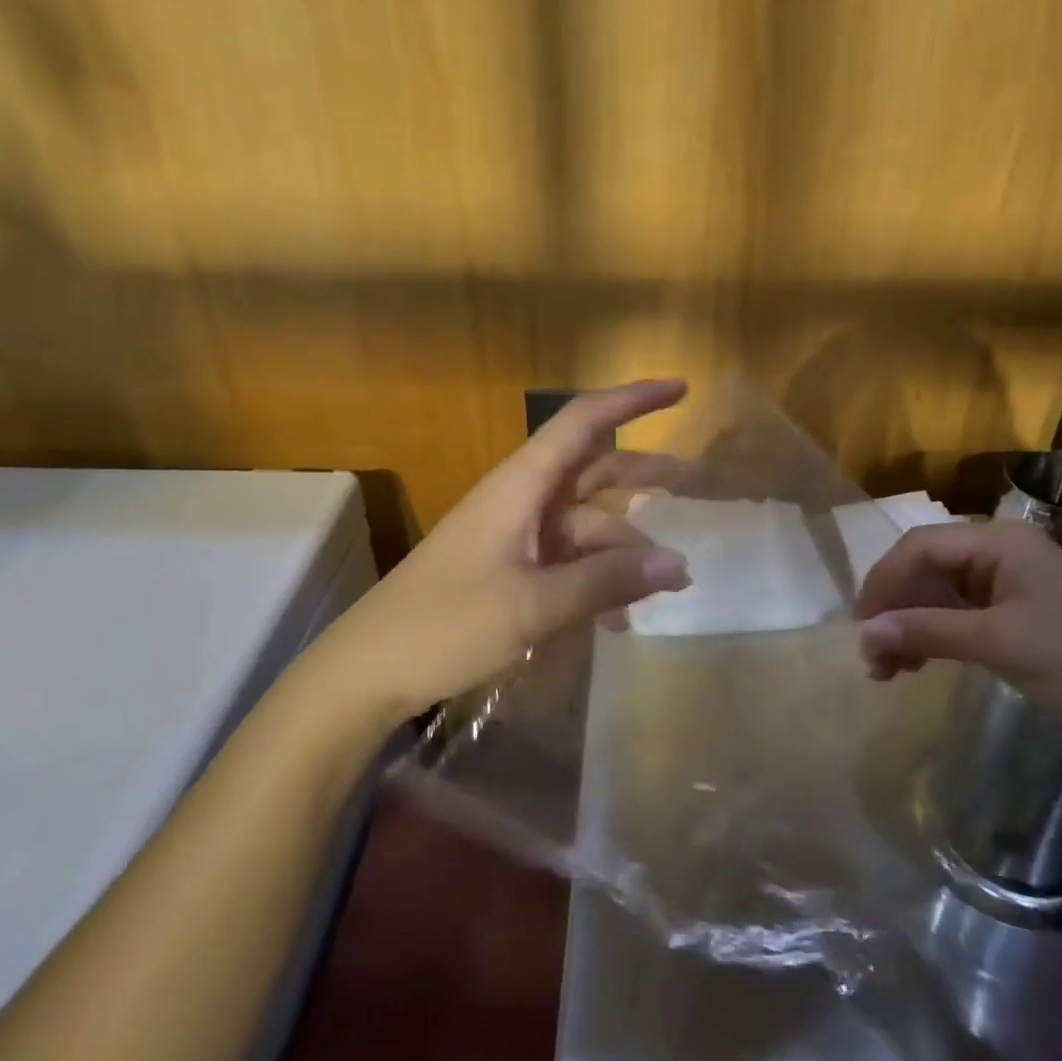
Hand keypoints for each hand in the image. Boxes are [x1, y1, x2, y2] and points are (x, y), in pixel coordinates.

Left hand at [320, 380, 692, 717]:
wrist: (367, 671)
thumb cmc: (446, 623)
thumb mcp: (534, 605)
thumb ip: (607, 582)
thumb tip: (680, 565)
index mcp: (522, 484)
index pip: (584, 422)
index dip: (632, 400)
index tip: (679, 389)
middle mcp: (523, 499)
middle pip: (593, 470)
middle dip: (643, 475)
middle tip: (693, 484)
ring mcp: (516, 534)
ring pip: (586, 525)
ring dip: (625, 550)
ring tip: (666, 587)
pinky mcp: (510, 568)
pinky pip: (568, 561)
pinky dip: (598, 579)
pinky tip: (620, 619)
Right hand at [855, 519, 1061, 753]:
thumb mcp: (999, 645)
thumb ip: (928, 633)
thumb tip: (864, 634)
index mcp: (999, 541)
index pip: (920, 546)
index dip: (884, 581)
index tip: (861, 624)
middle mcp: (998, 550)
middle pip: (926, 567)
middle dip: (895, 608)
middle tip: (873, 655)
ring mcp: (1006, 581)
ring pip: (937, 591)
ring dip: (909, 625)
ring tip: (888, 669)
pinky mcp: (1012, 610)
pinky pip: (956, 612)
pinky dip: (932, 634)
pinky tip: (917, 663)